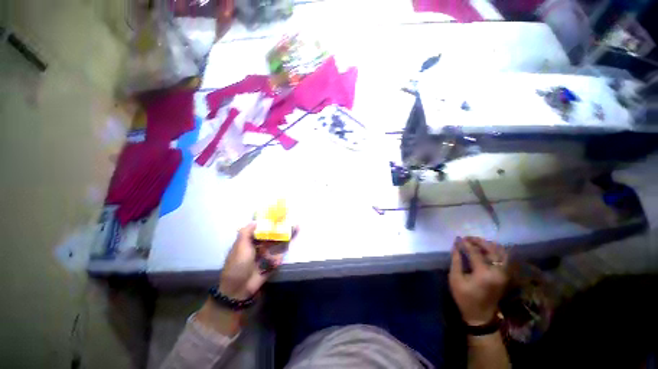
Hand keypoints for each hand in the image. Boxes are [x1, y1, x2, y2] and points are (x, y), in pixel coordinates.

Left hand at [219, 223, 293, 299]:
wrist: (240, 287)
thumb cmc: (238, 264)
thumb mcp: (240, 246)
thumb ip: (246, 232)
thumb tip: (256, 220)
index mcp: (251, 240)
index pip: (262, 228)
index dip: (271, 222)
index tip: (280, 215)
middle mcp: (260, 245)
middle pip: (273, 234)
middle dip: (283, 228)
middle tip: (293, 222)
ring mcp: (268, 254)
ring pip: (279, 243)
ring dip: (288, 237)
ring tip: (297, 228)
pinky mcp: (273, 262)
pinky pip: (280, 255)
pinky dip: (283, 251)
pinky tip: (285, 249)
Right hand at [449, 236, 508, 325]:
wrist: (480, 315)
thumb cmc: (465, 297)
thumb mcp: (455, 279)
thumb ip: (456, 260)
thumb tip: (456, 245)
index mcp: (484, 273)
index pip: (475, 252)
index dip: (465, 244)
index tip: (458, 238)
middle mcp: (498, 272)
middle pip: (492, 249)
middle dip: (479, 241)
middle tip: (467, 238)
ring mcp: (504, 274)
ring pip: (501, 252)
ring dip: (489, 245)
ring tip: (476, 242)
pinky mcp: (505, 275)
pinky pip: (503, 258)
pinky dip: (495, 251)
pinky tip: (485, 250)